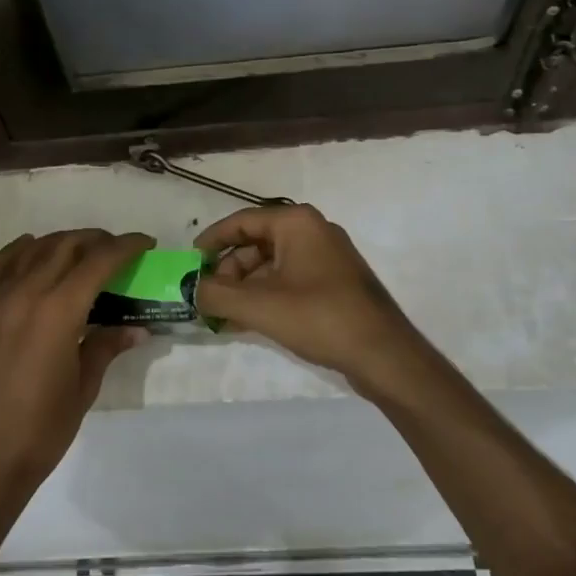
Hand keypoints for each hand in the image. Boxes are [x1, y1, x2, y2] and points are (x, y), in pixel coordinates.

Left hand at [0, 229, 152, 494]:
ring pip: (34, 249)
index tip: (146, 243)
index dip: (126, 247)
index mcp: (59, 311)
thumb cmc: (42, 429)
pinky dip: (21, 250)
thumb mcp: (84, 387)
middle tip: (119, 251)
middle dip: (98, 240)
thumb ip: (107, 346)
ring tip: (84, 252)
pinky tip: (33, 249)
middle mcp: (27, 293)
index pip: (99, 261)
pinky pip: (1, 265)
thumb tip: (137, 327)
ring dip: (63, 242)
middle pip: (67, 246)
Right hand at [195, 204, 427, 392]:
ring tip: (226, 316)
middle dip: (229, 271)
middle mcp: (312, 230)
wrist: (384, 354)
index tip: (190, 263)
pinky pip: (290, 279)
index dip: (211, 241)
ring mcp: (327, 256)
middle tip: (210, 299)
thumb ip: (217, 295)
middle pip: (256, 243)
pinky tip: (250, 321)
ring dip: (246, 287)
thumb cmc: (319, 317)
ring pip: (272, 264)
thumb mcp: (259, 306)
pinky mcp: (335, 281)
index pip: (241, 221)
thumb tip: (192, 290)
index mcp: (296, 222)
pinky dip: (267, 295)